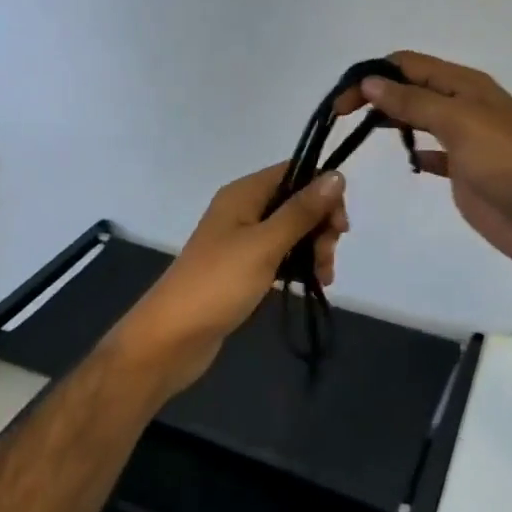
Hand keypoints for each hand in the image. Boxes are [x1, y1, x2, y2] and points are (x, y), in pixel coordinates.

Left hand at [110, 162, 348, 397]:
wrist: (171, 338)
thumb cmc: (218, 284)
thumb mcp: (265, 244)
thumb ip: (301, 211)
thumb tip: (337, 175)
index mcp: (244, 193)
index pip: (294, 172)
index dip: (323, 191)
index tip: (340, 224)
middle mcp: (243, 209)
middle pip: (296, 202)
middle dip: (320, 226)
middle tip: (328, 256)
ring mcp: (242, 240)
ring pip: (292, 231)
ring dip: (314, 249)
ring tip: (324, 278)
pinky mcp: (243, 269)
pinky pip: (281, 255)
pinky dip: (299, 265)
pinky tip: (313, 283)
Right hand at [339, 50, 511, 288]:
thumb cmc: (507, 163)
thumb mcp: (459, 122)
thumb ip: (413, 102)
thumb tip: (371, 81)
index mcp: (465, 85)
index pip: (409, 64)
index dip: (373, 75)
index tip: (341, 101)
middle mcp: (464, 106)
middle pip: (411, 89)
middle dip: (376, 95)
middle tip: (341, 117)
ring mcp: (465, 140)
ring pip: (420, 119)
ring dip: (392, 119)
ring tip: (359, 133)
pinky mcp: (465, 172)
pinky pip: (434, 153)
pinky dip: (416, 151)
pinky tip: (408, 161)